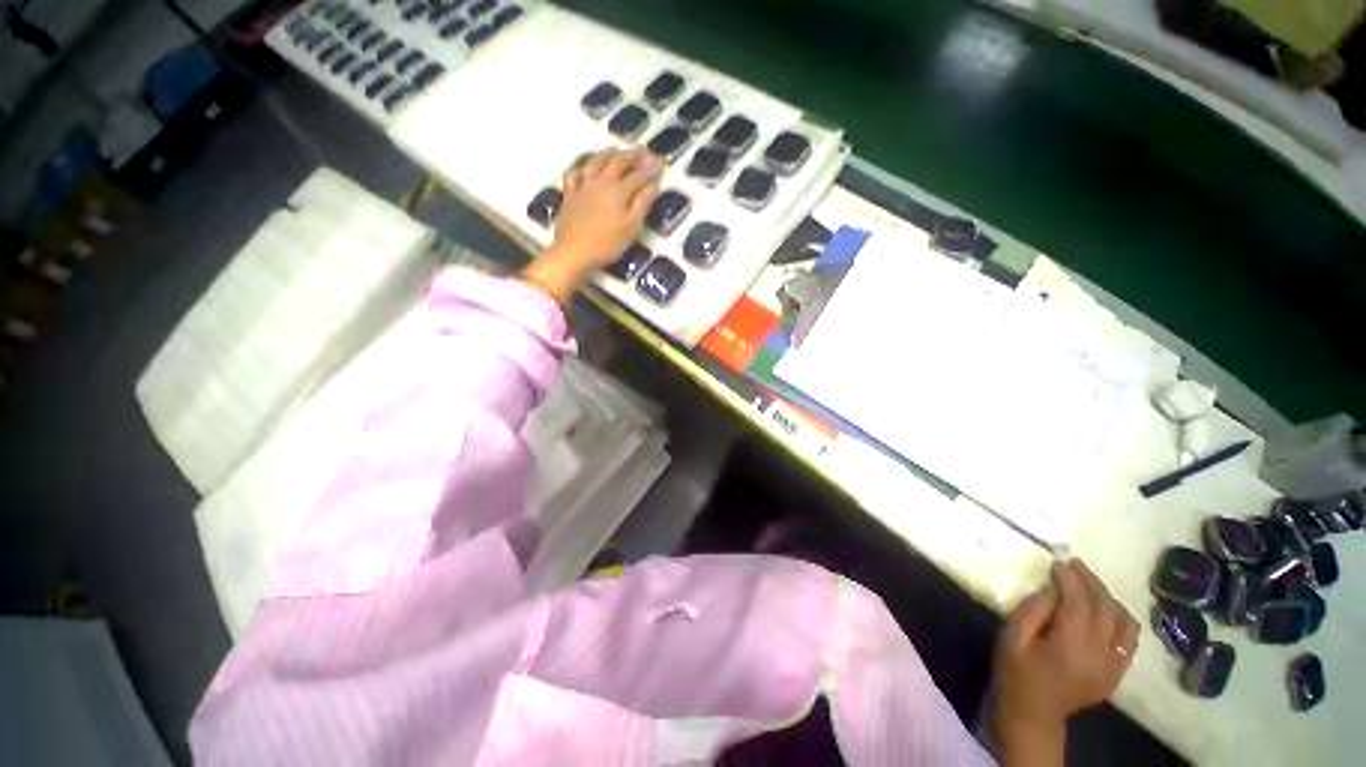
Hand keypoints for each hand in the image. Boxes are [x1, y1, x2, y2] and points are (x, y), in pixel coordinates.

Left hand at [555, 147, 662, 265]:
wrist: (574, 251)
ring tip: (615, 150)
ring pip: (595, 163)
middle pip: (617, 162)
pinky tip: (583, 168)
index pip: (639, 176)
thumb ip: (643, 203)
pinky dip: (580, 168)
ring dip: (607, 153)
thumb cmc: (608, 243)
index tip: (661, 162)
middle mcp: (601, 182)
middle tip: (642, 150)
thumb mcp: (632, 226)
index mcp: (619, 191)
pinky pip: (573, 175)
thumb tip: (654, 183)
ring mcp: (583, 187)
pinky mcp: (569, 196)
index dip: (651, 169)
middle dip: (632, 155)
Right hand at [993, 560, 1138, 751]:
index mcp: (1071, 646)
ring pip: (1124, 621)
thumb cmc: (1015, 673)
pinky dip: (1120, 618)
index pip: (1080, 602)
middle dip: (1090, 581)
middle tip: (1073, 565)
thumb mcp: (1012, 637)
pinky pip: (1129, 639)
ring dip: (1108, 597)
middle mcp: (1100, 654)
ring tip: (1088, 584)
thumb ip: (1033, 610)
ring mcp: (1114, 665)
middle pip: (1105, 608)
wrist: (1034, 715)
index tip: (1057, 561)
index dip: (1070, 578)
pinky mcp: (1118, 671)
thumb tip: (1053, 587)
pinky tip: (1104, 610)